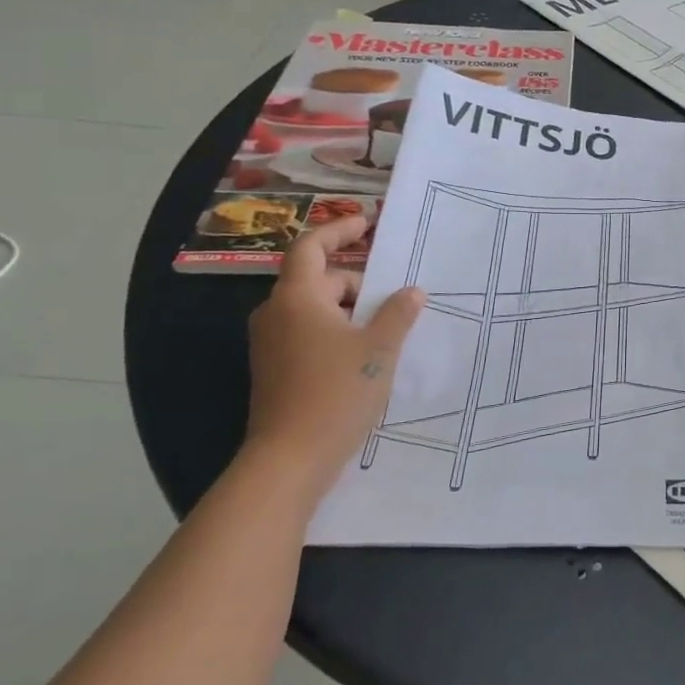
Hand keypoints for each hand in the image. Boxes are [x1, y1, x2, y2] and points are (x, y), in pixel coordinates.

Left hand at [246, 217, 424, 483]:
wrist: (289, 461)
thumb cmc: (336, 393)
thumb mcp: (379, 350)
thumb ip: (398, 314)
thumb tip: (412, 291)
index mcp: (297, 298)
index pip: (311, 247)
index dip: (339, 230)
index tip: (369, 223)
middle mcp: (276, 314)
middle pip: (317, 279)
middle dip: (357, 280)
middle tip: (395, 293)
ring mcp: (272, 344)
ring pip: (314, 309)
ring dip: (349, 308)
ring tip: (388, 324)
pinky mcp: (276, 369)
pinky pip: (308, 333)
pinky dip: (337, 330)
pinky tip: (366, 352)